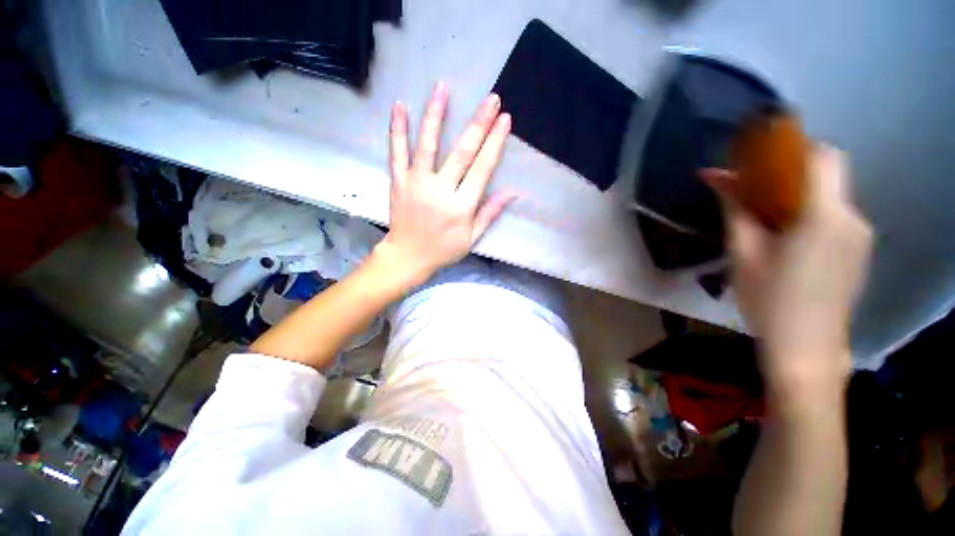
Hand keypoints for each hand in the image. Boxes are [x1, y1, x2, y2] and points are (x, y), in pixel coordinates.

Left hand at [374, 82, 516, 286]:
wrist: (408, 256)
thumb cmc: (443, 250)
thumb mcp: (472, 238)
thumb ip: (490, 213)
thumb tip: (513, 192)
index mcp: (461, 206)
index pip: (482, 169)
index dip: (495, 143)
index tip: (505, 120)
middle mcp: (441, 190)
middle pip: (462, 152)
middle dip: (479, 124)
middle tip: (491, 99)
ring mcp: (417, 184)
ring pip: (428, 145)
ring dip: (436, 115)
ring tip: (443, 88)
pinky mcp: (399, 182)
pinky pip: (397, 153)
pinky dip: (398, 130)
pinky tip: (400, 107)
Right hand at [703, 146, 872, 396]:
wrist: (806, 348)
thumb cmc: (768, 300)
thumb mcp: (742, 252)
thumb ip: (734, 208)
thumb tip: (714, 175)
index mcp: (824, 216)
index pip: (821, 156)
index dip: (793, 147)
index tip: (761, 157)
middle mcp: (852, 218)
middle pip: (828, 172)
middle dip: (792, 169)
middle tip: (755, 189)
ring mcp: (861, 235)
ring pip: (832, 193)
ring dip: (800, 192)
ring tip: (766, 217)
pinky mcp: (859, 250)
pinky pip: (836, 215)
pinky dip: (811, 211)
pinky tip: (787, 237)